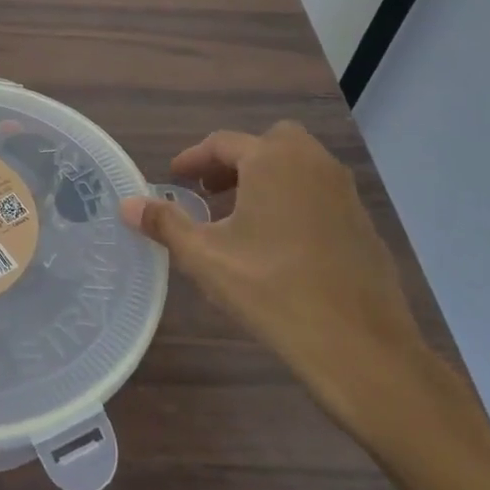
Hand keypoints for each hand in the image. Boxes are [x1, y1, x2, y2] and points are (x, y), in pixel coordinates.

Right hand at [119, 121, 432, 434]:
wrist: (360, 346)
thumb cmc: (272, 290)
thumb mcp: (206, 258)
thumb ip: (165, 224)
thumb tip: (127, 203)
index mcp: (272, 161)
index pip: (223, 143)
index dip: (192, 159)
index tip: (173, 178)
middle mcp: (312, 164)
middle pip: (269, 143)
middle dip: (236, 161)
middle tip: (211, 192)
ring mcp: (344, 193)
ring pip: (298, 167)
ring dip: (265, 180)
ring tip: (240, 219)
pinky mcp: (362, 223)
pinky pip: (319, 194)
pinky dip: (293, 201)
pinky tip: (279, 245)